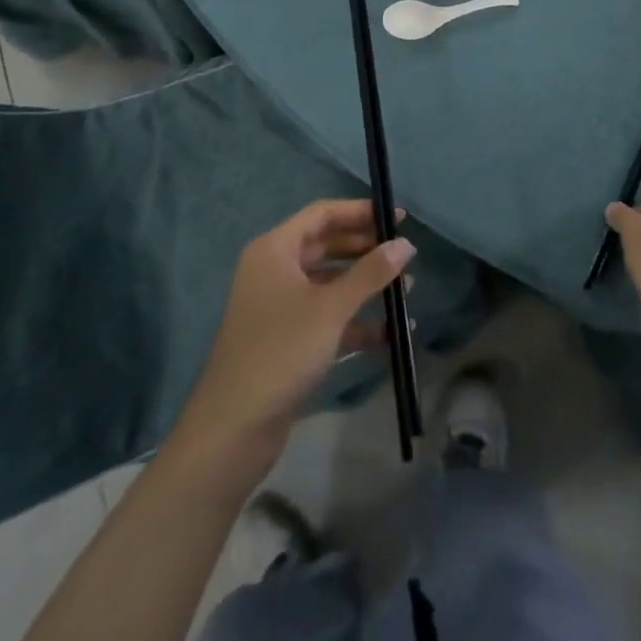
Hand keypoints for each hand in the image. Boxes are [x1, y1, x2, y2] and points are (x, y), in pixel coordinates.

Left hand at [180, 199, 414, 470]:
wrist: (234, 429)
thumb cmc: (281, 351)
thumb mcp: (331, 308)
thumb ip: (371, 272)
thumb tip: (405, 244)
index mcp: (274, 251)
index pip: (322, 214)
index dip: (361, 212)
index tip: (398, 218)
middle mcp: (273, 271)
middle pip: (326, 246)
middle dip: (366, 250)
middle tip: (404, 254)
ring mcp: (278, 306)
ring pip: (329, 283)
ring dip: (365, 285)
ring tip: (405, 291)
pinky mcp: (286, 339)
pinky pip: (325, 316)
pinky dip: (354, 320)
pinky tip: (387, 334)